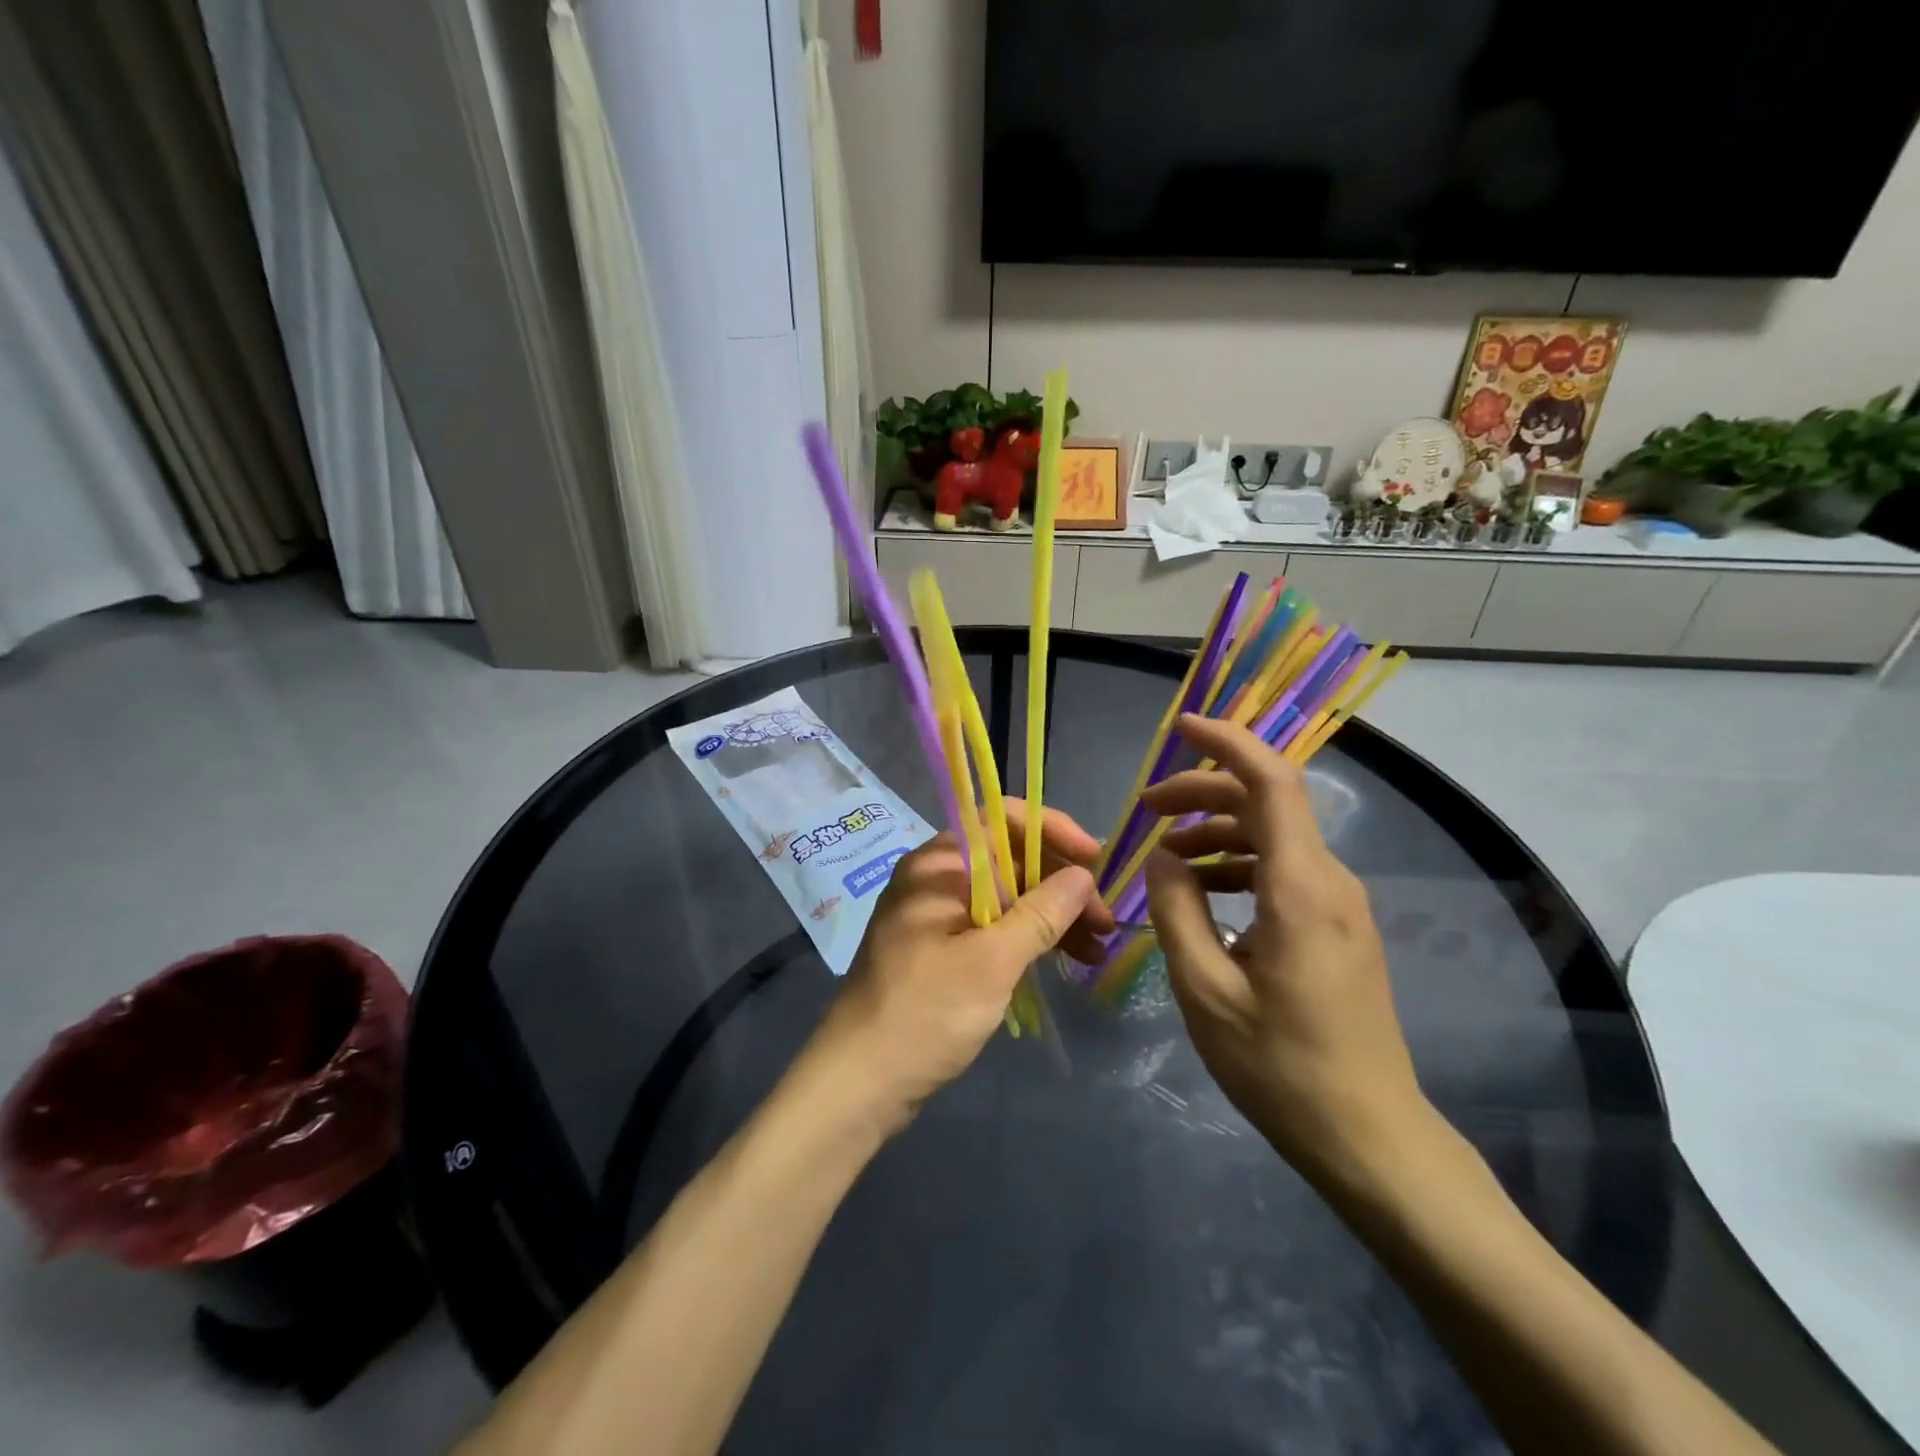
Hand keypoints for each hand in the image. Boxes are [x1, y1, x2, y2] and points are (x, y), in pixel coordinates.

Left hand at [800, 801, 1113, 1136]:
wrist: (859, 1081)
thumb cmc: (926, 1012)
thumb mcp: (992, 961)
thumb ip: (1041, 913)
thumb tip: (1083, 875)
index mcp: (938, 865)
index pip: (1000, 820)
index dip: (1052, 830)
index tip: (1094, 860)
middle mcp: (935, 879)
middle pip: (1009, 860)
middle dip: (1060, 884)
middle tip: (1104, 922)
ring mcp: (936, 916)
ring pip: (1006, 897)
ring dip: (1051, 916)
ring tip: (1096, 948)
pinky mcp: (941, 950)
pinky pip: (993, 927)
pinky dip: (1027, 939)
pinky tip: (1063, 959)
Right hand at [1142, 714, 1428, 1192]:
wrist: (1370, 1137)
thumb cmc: (1281, 1067)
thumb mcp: (1205, 992)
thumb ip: (1176, 912)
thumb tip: (1162, 858)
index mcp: (1301, 889)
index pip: (1272, 783)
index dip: (1227, 743)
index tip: (1179, 727)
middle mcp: (1330, 882)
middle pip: (1267, 803)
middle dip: (1203, 792)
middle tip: (1146, 811)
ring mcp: (1340, 905)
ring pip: (1274, 837)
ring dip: (1215, 832)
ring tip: (1163, 857)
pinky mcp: (1338, 927)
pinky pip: (1283, 871)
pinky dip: (1237, 865)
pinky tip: (1202, 895)